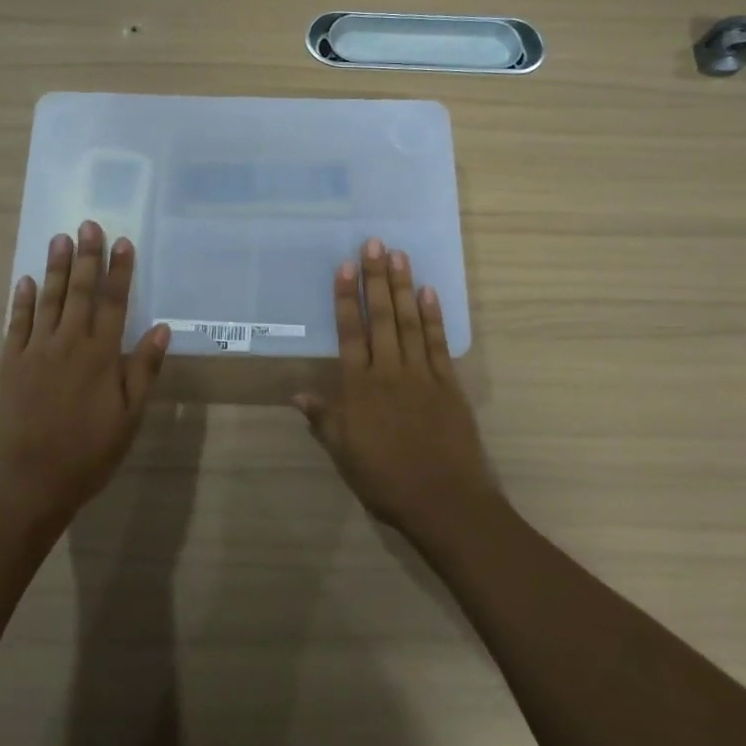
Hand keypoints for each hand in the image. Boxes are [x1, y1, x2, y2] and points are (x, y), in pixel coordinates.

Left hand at [0, 220, 171, 526]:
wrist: (28, 482)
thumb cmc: (87, 453)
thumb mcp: (129, 417)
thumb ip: (143, 370)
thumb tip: (161, 328)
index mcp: (100, 356)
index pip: (113, 303)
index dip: (119, 271)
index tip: (122, 242)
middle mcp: (68, 344)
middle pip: (79, 292)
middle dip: (86, 257)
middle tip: (88, 225)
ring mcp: (34, 351)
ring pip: (48, 300)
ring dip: (55, 267)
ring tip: (60, 238)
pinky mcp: (9, 364)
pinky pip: (16, 323)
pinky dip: (22, 300)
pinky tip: (26, 280)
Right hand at [294, 238, 502, 541]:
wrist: (445, 502)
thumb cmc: (387, 481)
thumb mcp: (345, 455)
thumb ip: (323, 420)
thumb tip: (297, 394)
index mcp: (360, 389)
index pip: (350, 333)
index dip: (345, 299)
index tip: (344, 267)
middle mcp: (389, 372)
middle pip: (381, 318)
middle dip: (375, 279)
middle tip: (374, 243)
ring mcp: (422, 375)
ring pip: (409, 323)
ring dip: (403, 287)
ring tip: (398, 255)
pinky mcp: (449, 384)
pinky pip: (438, 343)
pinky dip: (434, 316)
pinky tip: (429, 292)